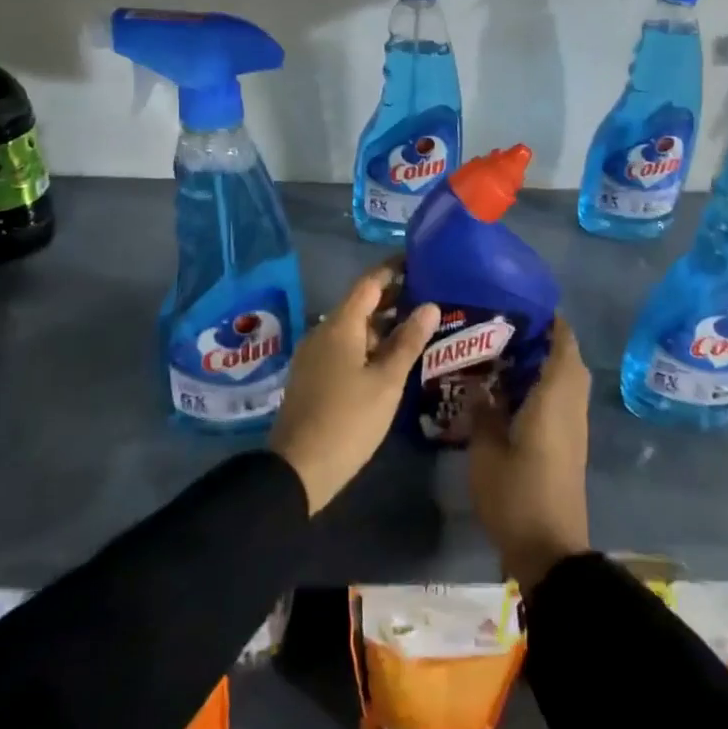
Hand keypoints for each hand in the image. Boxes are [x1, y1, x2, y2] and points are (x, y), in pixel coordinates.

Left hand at [271, 266, 439, 515]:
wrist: (298, 468)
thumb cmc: (349, 419)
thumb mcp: (386, 381)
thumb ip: (408, 341)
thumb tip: (429, 306)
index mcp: (340, 326)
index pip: (369, 284)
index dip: (392, 270)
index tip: (417, 261)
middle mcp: (323, 332)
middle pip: (360, 305)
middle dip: (392, 297)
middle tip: (428, 294)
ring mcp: (315, 355)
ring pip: (353, 328)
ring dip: (382, 324)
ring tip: (417, 326)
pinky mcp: (313, 376)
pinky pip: (344, 347)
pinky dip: (369, 344)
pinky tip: (391, 357)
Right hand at [469, 316, 591, 590]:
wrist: (550, 550)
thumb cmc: (517, 494)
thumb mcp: (486, 451)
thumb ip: (483, 411)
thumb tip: (481, 384)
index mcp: (554, 398)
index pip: (563, 343)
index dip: (549, 320)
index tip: (522, 304)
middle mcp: (571, 406)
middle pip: (568, 359)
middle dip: (543, 340)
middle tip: (505, 329)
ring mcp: (573, 427)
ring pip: (566, 381)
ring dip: (544, 364)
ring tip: (503, 354)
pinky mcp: (569, 445)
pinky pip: (561, 400)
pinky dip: (543, 386)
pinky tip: (511, 392)